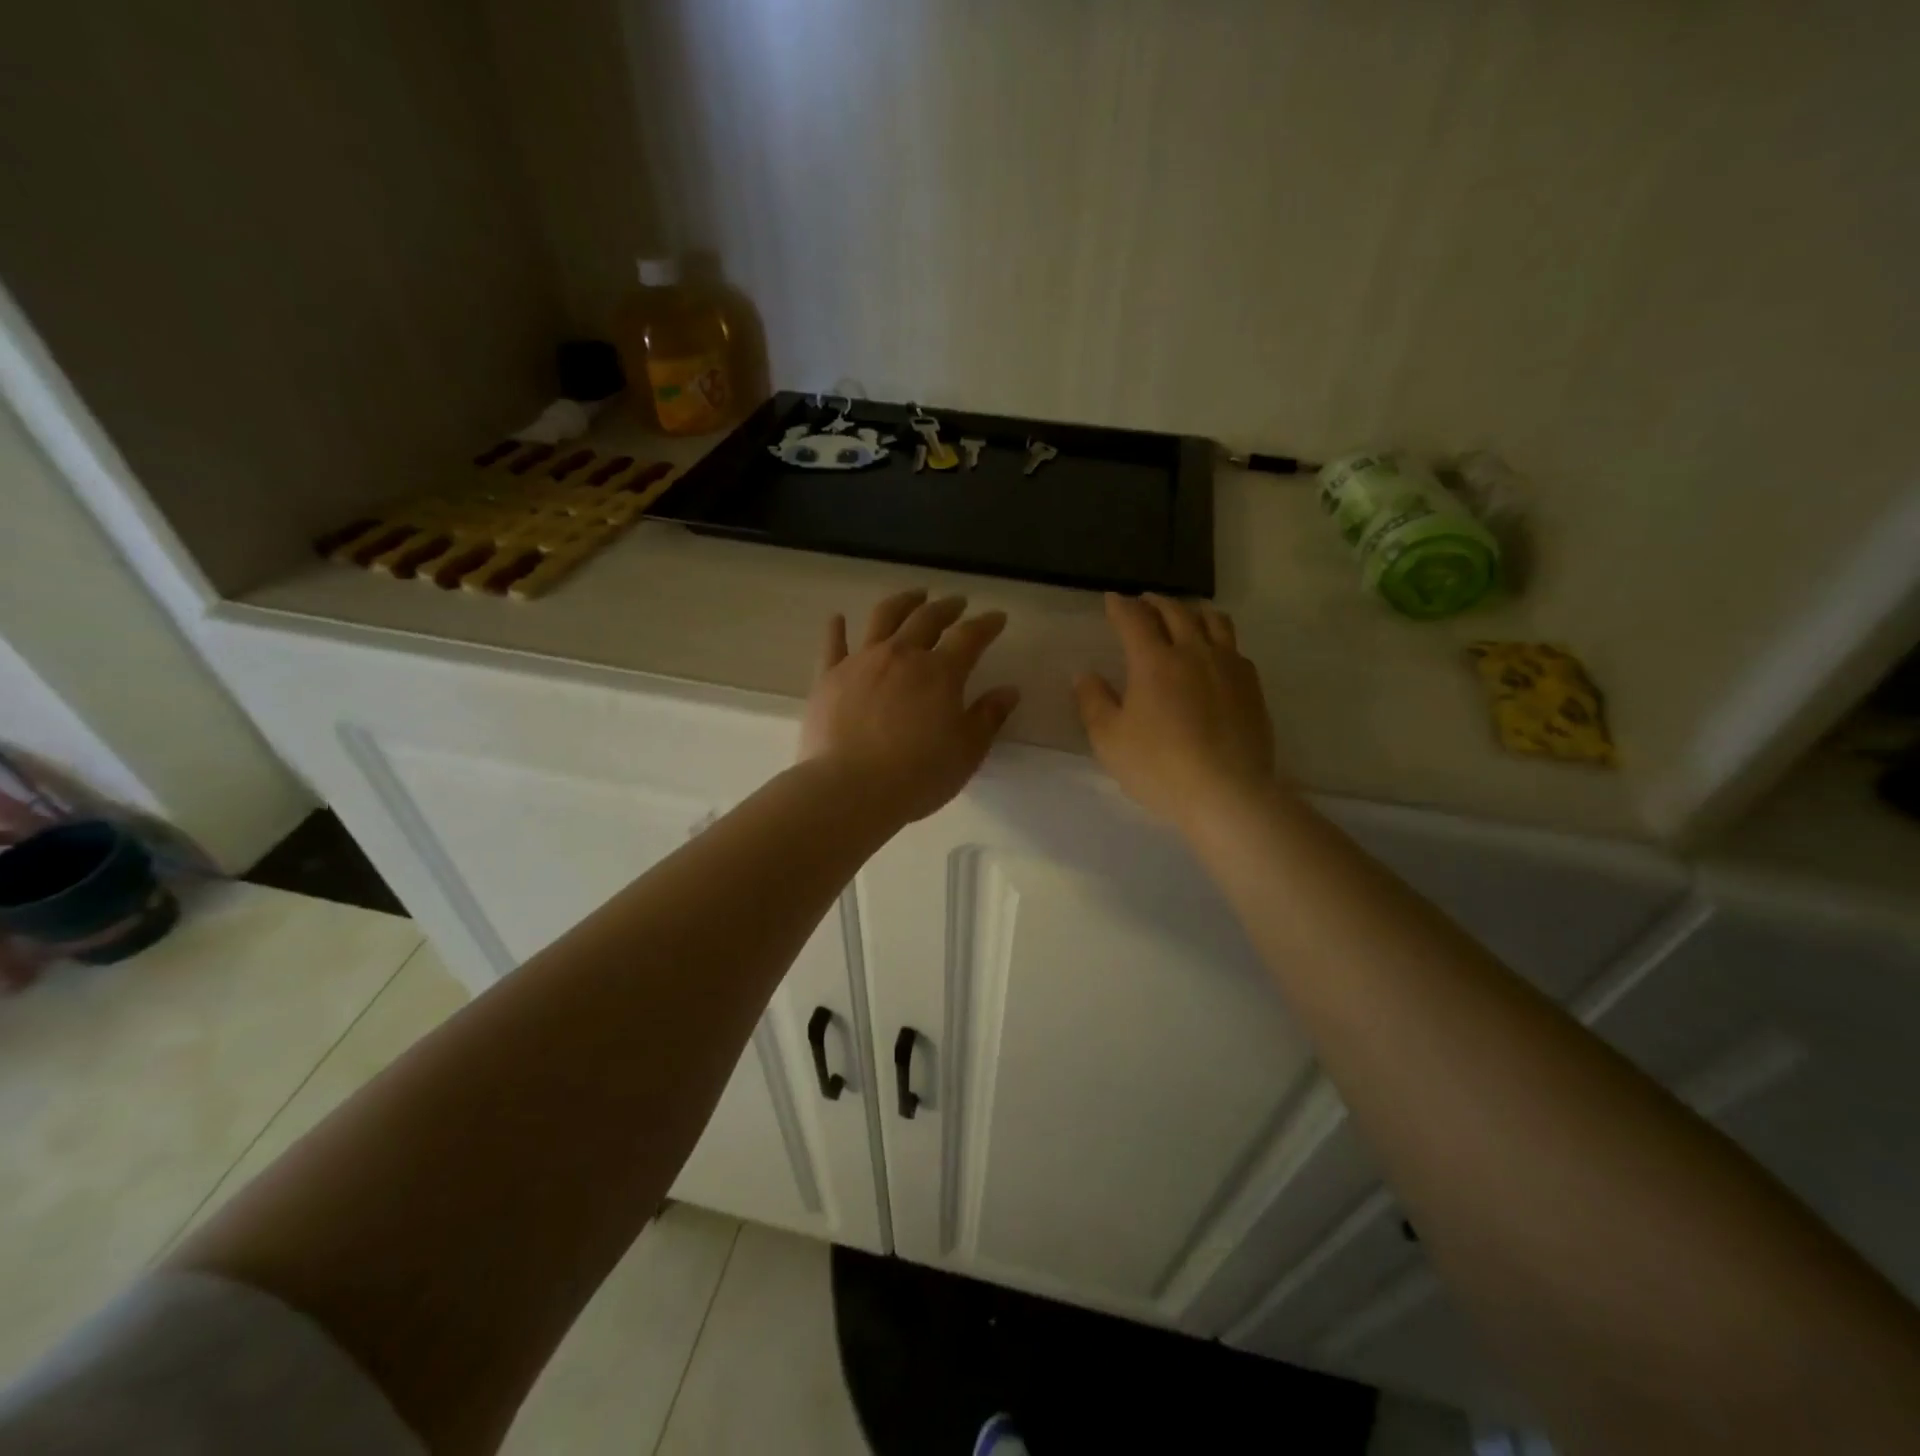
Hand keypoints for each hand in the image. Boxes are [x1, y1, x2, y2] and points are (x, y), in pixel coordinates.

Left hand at [801, 590, 1020, 823]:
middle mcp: (901, 655)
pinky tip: (837, 618)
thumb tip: (1009, 691)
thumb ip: (988, 717)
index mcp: (940, 672)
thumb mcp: (967, 751)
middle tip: (957, 602)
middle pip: (926, 618)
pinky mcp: (829, 677)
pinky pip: (833, 644)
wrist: (850, 788)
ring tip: (913, 596)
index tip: (997, 617)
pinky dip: (836, 628)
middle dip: (946, 607)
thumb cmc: (918, 774)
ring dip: (902, 602)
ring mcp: (861, 661)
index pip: (970, 637)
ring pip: (883, 618)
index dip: (986, 624)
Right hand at [1075, 593, 1278, 831]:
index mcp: (1154, 661)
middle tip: (1144, 602)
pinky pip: (1235, 647)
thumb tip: (1085, 675)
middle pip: (1176, 612)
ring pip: (1214, 621)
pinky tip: (1215, 653)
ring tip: (1184, 615)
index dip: (1121, 607)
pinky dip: (1218, 638)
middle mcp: (1194, 652)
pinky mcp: (1252, 686)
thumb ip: (1093, 702)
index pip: (1134, 620)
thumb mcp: (1109, 740)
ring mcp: (1229, 667)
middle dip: (1155, 602)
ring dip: (1193, 611)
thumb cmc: (1159, 767)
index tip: (1112, 600)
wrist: (1227, 793)